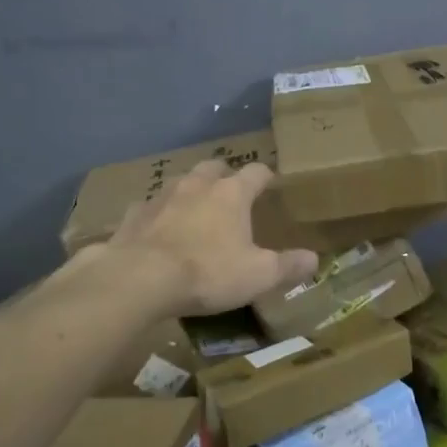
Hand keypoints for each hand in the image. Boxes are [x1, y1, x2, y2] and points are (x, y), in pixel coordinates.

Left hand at [106, 159, 318, 315]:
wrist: (138, 279)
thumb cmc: (207, 272)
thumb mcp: (258, 275)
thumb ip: (287, 265)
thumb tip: (314, 259)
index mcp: (232, 194)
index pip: (256, 172)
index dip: (265, 176)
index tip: (270, 183)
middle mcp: (197, 185)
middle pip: (214, 166)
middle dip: (224, 175)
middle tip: (230, 193)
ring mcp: (161, 196)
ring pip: (180, 182)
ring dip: (190, 191)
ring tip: (194, 209)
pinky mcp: (132, 215)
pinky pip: (148, 207)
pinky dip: (157, 214)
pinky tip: (156, 230)